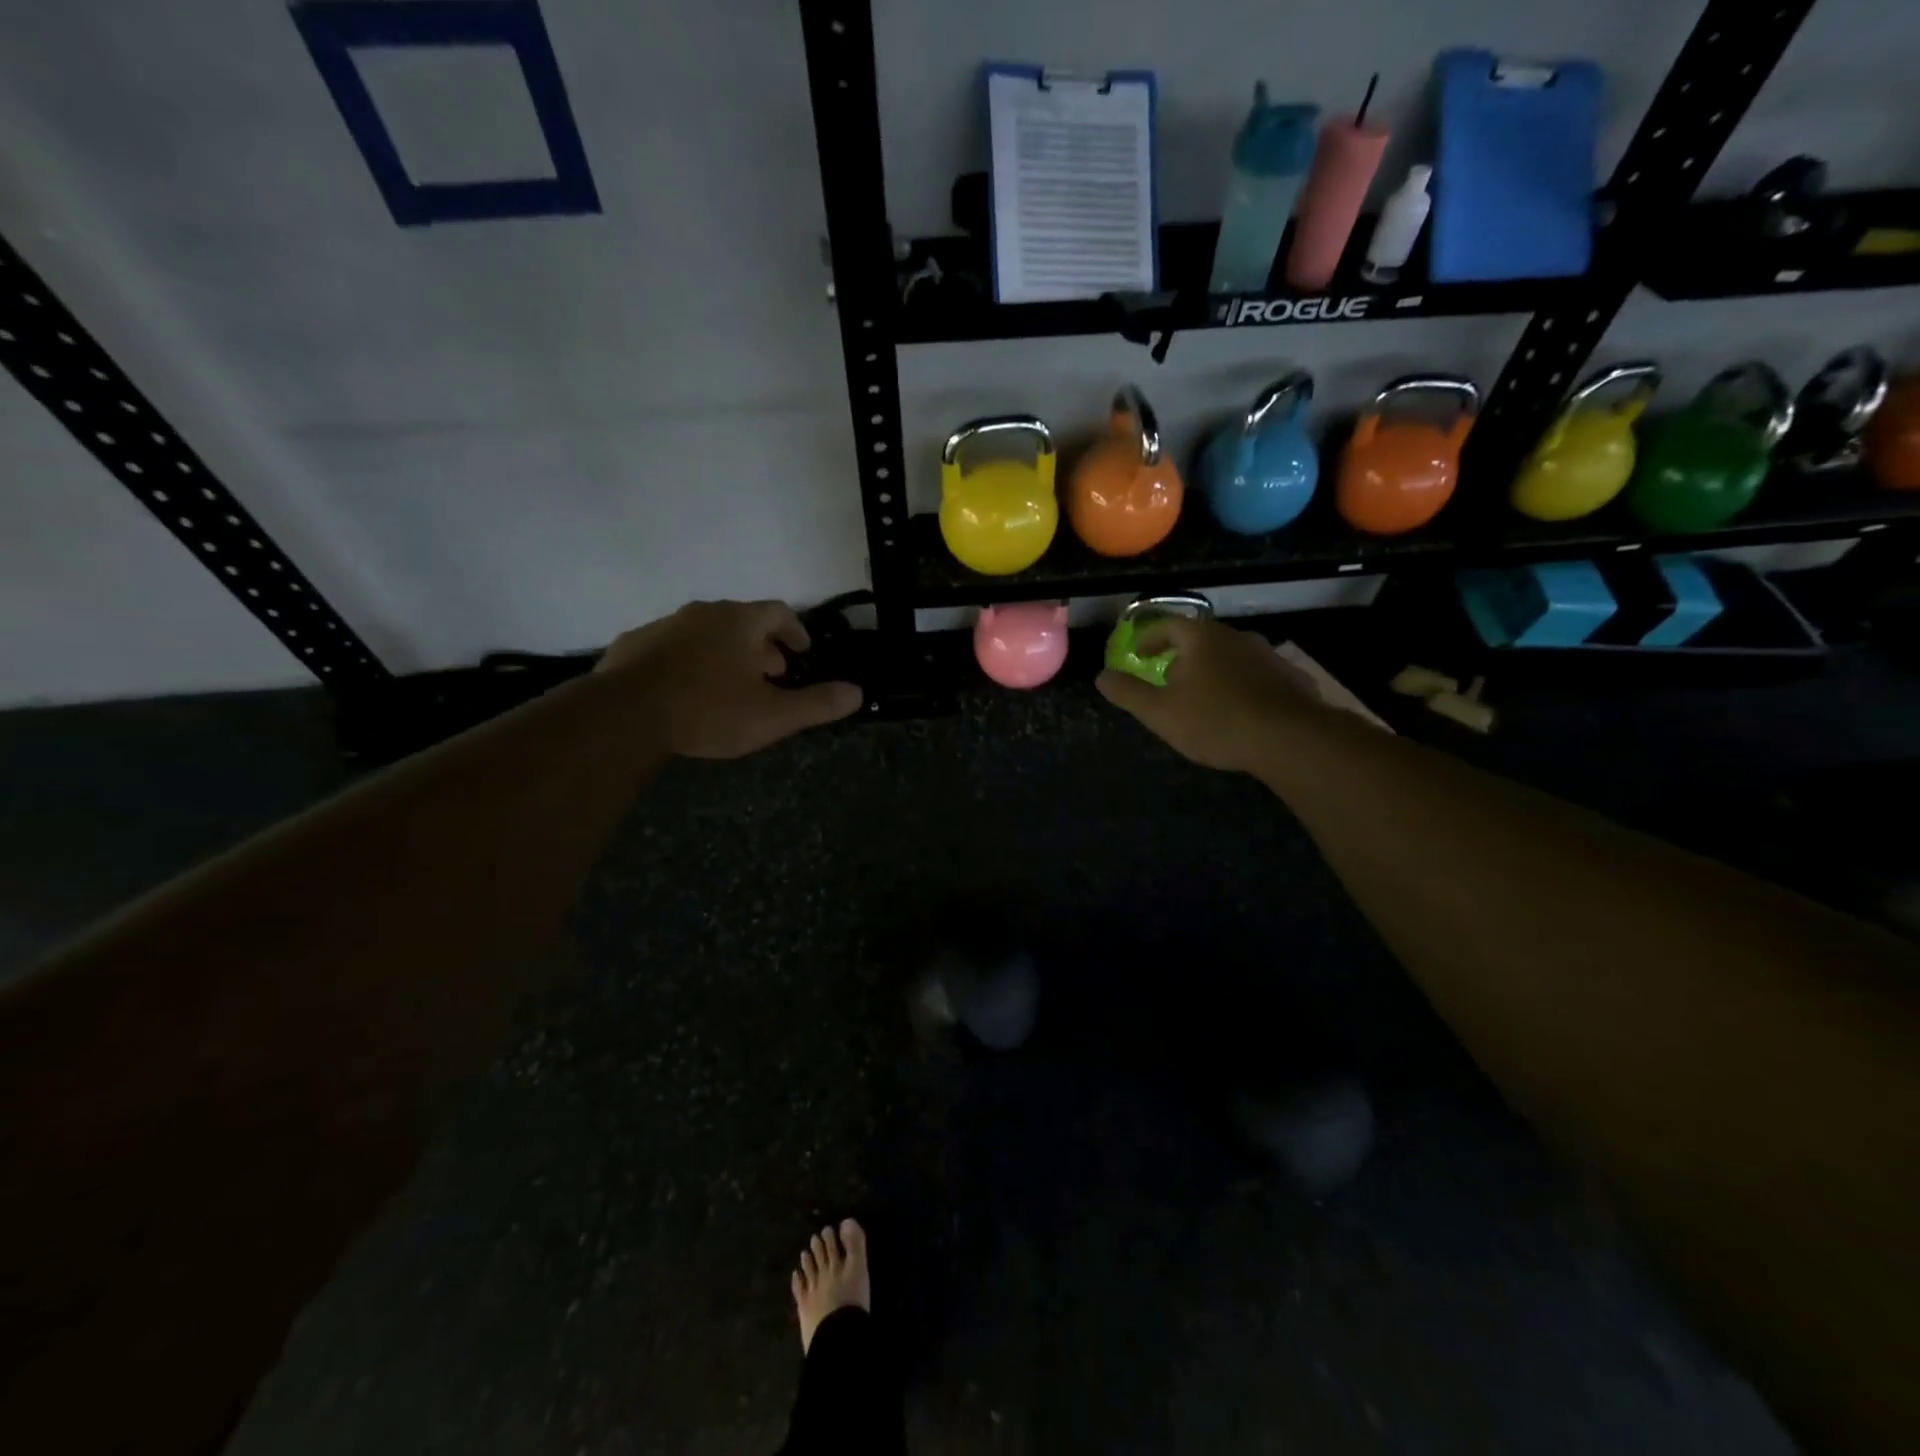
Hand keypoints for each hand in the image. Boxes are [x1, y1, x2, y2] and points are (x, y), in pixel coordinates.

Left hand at [596, 600, 861, 757]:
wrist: (624, 715)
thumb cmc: (709, 710)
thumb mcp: (773, 715)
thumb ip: (817, 704)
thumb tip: (857, 693)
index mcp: (740, 622)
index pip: (779, 612)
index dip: (796, 631)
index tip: (801, 652)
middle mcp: (703, 612)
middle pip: (742, 621)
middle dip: (761, 646)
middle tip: (770, 675)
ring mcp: (664, 625)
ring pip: (705, 632)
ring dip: (724, 653)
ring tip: (729, 685)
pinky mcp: (633, 645)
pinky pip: (671, 647)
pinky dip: (688, 661)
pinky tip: (685, 690)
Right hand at [1096, 616, 1321, 771]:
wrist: (1289, 738)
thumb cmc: (1215, 720)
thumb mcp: (1159, 712)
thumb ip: (1128, 693)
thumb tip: (1101, 677)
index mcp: (1201, 638)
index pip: (1168, 625)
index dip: (1149, 638)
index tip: (1139, 655)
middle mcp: (1236, 636)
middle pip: (1201, 638)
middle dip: (1182, 656)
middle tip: (1169, 679)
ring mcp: (1268, 655)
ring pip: (1231, 656)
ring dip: (1213, 670)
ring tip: (1204, 697)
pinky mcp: (1290, 677)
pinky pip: (1257, 675)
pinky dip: (1241, 685)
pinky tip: (1240, 710)